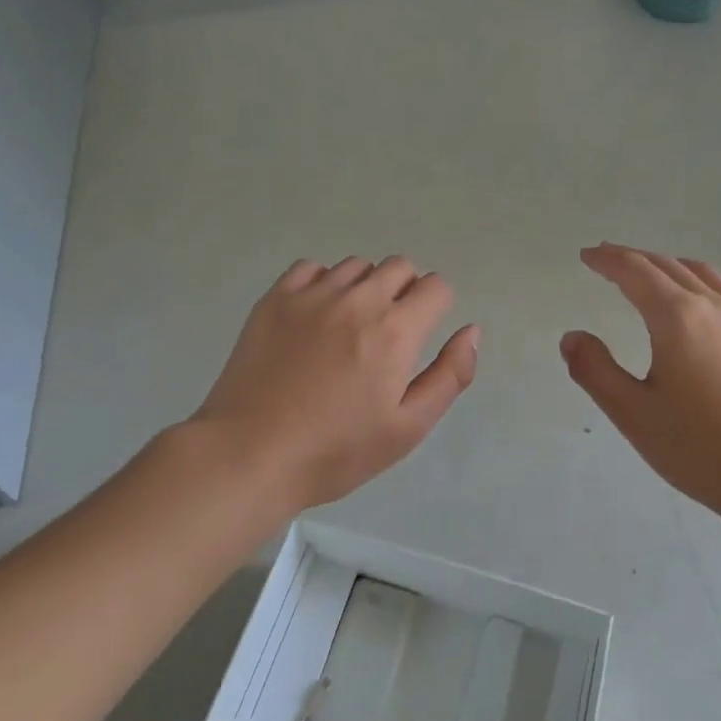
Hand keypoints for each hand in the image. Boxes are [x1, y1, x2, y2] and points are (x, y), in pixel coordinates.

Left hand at [191, 256, 479, 512]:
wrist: (250, 454)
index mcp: (396, 330)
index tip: (419, 336)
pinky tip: (314, 318)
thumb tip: (471, 331)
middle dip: (405, 292)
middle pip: (399, 267)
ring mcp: (313, 295)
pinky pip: (312, 268)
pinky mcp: (275, 298)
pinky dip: (322, 283)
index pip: (435, 287)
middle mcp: (358, 299)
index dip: (436, 308)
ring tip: (348, 328)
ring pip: (357, 266)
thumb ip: (449, 375)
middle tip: (387, 335)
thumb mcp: (408, 427)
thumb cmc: (336, 451)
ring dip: (365, 287)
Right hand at [561, 244, 720, 530]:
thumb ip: (596, 371)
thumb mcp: (634, 414)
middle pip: (668, 266)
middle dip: (634, 258)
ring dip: (670, 266)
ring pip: (703, 275)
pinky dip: (698, 284)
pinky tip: (698, 312)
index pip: (636, 272)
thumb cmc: (701, 448)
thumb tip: (572, 337)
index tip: (588, 255)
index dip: (608, 260)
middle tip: (609, 258)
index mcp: (678, 318)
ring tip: (653, 274)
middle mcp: (714, 307)